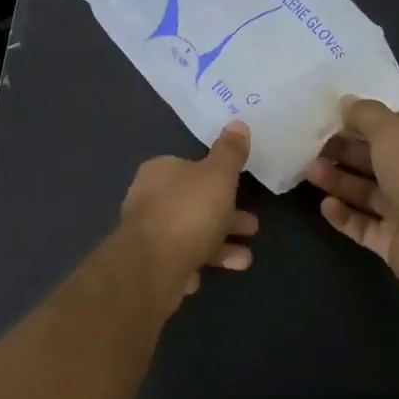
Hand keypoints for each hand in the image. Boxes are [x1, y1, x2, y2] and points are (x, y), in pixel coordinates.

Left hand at [120, 122, 259, 303]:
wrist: (151, 268)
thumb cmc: (188, 213)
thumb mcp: (217, 176)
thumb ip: (230, 152)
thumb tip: (238, 123)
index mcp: (160, 171)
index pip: (191, 168)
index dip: (218, 178)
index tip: (241, 189)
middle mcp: (148, 198)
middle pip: (194, 203)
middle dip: (226, 216)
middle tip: (253, 228)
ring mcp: (146, 233)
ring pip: (189, 235)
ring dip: (219, 246)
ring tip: (245, 260)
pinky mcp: (147, 264)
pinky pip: (177, 261)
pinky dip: (194, 265)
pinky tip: (205, 275)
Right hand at [305, 97, 398, 305]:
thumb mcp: (393, 131)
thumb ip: (367, 115)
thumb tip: (346, 101)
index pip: (391, 130)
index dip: (361, 123)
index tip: (328, 119)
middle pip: (375, 161)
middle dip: (344, 152)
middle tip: (311, 146)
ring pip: (366, 193)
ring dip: (339, 181)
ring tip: (310, 172)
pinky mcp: (393, 242)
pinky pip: (363, 226)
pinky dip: (343, 216)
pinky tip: (325, 205)